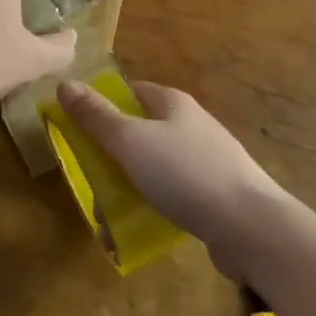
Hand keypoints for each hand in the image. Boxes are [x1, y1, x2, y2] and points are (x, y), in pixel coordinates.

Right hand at [56, 79, 289, 278]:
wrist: (251, 226)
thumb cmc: (185, 173)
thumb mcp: (132, 141)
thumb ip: (97, 117)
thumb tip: (65, 83)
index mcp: (173, 103)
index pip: (131, 92)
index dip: (104, 105)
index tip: (80, 130)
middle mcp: (191, 125)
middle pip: (142, 131)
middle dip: (114, 157)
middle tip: (91, 183)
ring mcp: (208, 160)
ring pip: (156, 167)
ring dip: (130, 188)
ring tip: (108, 220)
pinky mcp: (217, 195)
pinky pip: (175, 196)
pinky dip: (154, 208)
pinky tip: (140, 232)